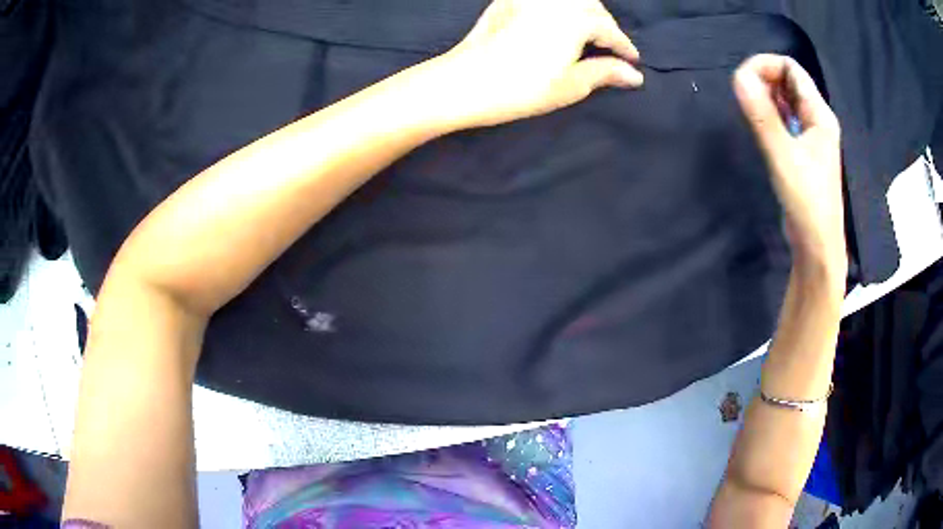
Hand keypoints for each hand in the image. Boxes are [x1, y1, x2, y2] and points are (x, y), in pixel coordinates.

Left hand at [431, 0, 643, 128]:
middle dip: (605, 26)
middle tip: (611, 49)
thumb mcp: (571, 85)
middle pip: (592, 8)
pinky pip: (545, 0)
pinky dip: (559, 8)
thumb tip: (634, 75)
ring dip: (584, 13)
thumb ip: (606, 73)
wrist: (463, 81)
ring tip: (588, 35)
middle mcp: (555, 0)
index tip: (634, 61)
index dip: (624, 47)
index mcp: (576, 17)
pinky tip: (558, 21)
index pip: (610, 30)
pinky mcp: (508, 0)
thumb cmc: (521, 87)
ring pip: (570, 0)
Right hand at [733, 54, 846, 273]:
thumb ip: (762, 115)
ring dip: (765, 97)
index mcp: (820, 114)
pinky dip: (770, 115)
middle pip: (788, 80)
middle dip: (764, 79)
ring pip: (786, 100)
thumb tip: (737, 76)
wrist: (817, 247)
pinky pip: (785, 120)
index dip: (765, 65)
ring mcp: (811, 136)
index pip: (791, 68)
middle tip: (744, 96)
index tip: (743, 80)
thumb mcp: (783, 155)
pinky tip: (760, 126)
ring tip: (749, 110)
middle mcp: (817, 119)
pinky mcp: (803, 152)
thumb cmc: (807, 201)